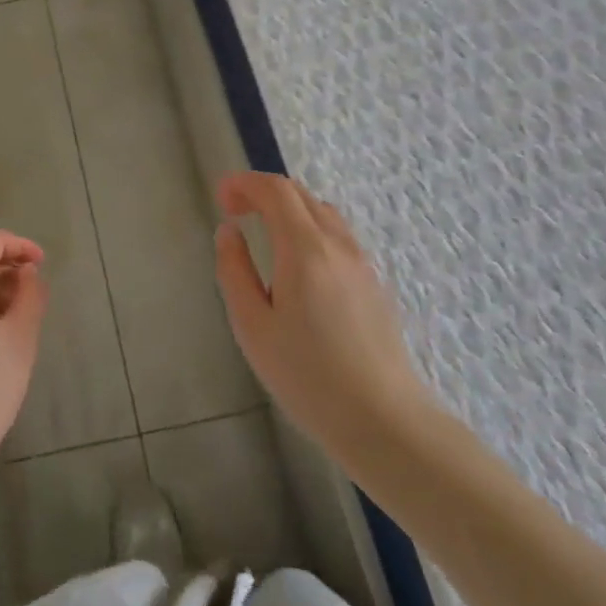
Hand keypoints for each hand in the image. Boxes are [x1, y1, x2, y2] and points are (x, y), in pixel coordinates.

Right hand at [214, 172, 436, 460]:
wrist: (384, 421)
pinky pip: (338, 236)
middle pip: (301, 195)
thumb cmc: (308, 376)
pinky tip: (298, 263)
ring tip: (263, 232)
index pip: (276, 191)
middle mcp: (338, 245)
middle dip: (263, 192)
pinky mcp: (374, 284)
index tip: (221, 198)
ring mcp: (362, 263)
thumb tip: (228, 232)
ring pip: (323, 213)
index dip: (244, 184)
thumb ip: (235, 271)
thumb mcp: (253, 326)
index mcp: (306, 250)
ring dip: (289, 208)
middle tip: (234, 211)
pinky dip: (309, 228)